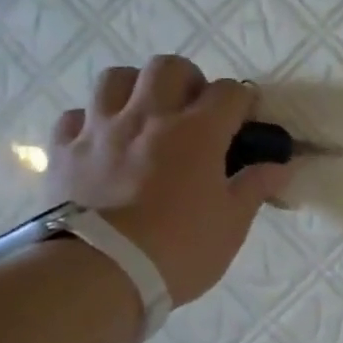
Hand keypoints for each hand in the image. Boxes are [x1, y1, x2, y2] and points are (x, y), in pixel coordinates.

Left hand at [48, 57, 293, 304]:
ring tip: (147, 116)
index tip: (247, 121)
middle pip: (169, 67)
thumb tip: (279, 166)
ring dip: (138, 89)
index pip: (229, 92)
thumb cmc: (179, 249)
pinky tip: (104, 143)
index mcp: (197, 133)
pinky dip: (93, 121)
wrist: (98, 274)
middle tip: (196, 112)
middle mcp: (148, 117)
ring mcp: (100, 130)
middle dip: (190, 81)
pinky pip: (76, 116)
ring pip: (116, 78)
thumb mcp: (232, 224)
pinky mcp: (63, 150)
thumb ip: (255, 187)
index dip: (243, 102)